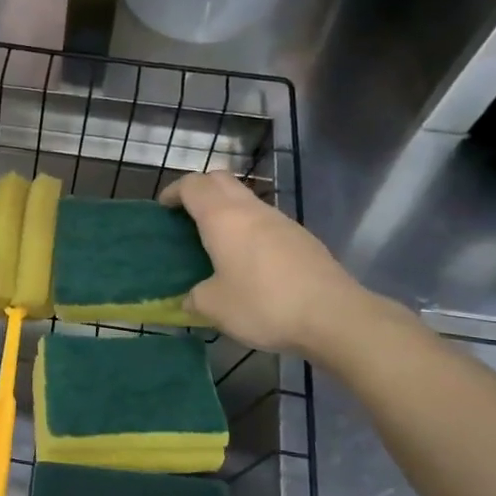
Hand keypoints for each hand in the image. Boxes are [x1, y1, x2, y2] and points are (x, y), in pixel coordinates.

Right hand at [158, 170, 375, 360]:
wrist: (333, 316)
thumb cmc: (264, 304)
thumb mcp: (215, 307)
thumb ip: (195, 297)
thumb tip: (190, 298)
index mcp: (223, 218)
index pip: (193, 185)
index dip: (174, 191)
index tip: (163, 208)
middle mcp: (251, 210)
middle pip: (221, 180)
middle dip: (200, 190)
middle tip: (185, 214)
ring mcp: (281, 221)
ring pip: (246, 199)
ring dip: (226, 209)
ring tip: (214, 239)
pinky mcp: (301, 238)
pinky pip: (265, 221)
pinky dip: (248, 228)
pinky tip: (247, 260)